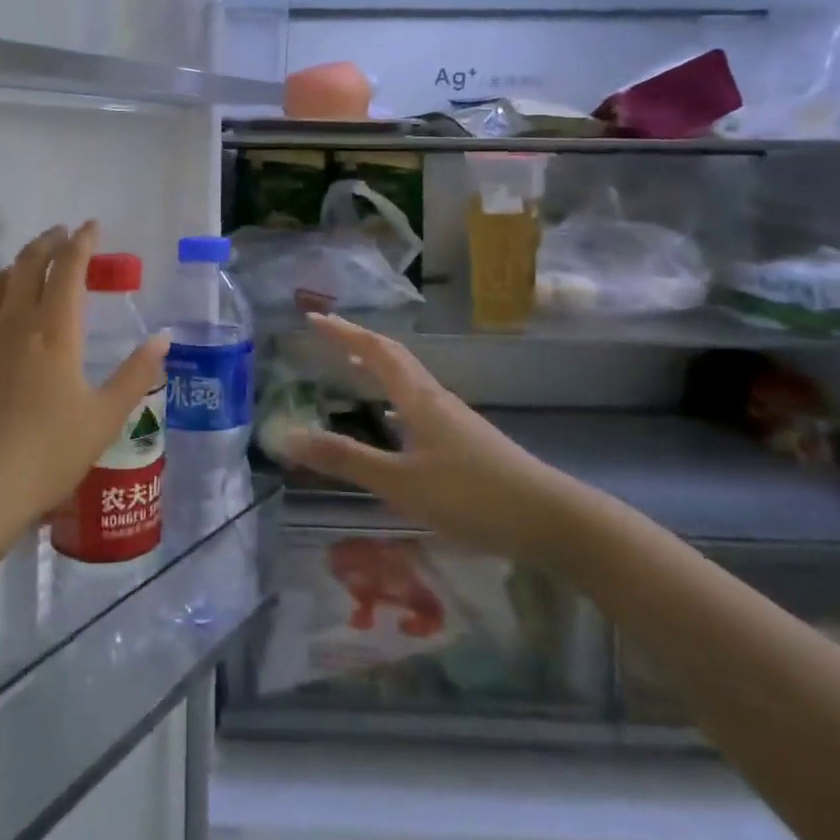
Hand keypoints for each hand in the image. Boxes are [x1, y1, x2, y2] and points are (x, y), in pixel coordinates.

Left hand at [0, 222, 167, 554]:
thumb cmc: (46, 454)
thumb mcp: (104, 418)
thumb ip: (136, 374)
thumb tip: (163, 338)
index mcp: (54, 329)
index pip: (69, 267)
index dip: (82, 242)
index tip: (91, 226)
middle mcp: (13, 321)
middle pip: (28, 263)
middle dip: (48, 242)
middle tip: (61, 235)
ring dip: (17, 266)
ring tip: (29, 269)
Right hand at [283, 315, 579, 561]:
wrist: (552, 520)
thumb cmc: (472, 495)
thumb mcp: (401, 481)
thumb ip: (346, 460)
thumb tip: (288, 437)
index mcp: (419, 398)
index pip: (375, 352)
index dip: (344, 333)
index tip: (315, 319)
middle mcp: (437, 399)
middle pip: (395, 359)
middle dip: (359, 344)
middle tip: (329, 338)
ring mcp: (456, 420)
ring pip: (410, 382)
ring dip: (379, 371)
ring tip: (354, 372)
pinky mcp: (469, 443)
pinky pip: (421, 406)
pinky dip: (397, 402)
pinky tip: (396, 425)